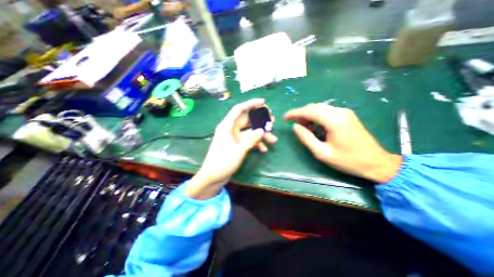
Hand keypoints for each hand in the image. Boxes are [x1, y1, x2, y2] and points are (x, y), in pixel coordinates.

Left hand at [188, 99, 276, 197]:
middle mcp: (230, 130)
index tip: (263, 102)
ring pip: (249, 132)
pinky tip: (264, 149)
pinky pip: (248, 141)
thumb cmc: (222, 162)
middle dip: (260, 121)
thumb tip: (262, 130)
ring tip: (273, 139)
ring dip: (261, 135)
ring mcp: (234, 138)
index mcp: (226, 126)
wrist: (213, 178)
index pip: (239, 109)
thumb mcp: (238, 150)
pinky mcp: (236, 145)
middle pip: (247, 121)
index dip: (251, 104)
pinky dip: (256, 144)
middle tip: (273, 122)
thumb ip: (251, 139)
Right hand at [284, 103, 403, 181]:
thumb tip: (295, 127)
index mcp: (334, 121)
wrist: (376, 162)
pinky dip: (317, 117)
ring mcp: (345, 112)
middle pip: (314, 107)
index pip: (309, 111)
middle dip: (301, 114)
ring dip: (309, 115)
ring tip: (303, 127)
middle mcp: (340, 112)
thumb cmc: (348, 160)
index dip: (295, 113)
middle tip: (294, 125)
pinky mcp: (347, 115)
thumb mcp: (322, 153)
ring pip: (320, 108)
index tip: (285, 118)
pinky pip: (327, 111)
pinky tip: (315, 126)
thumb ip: (306, 138)